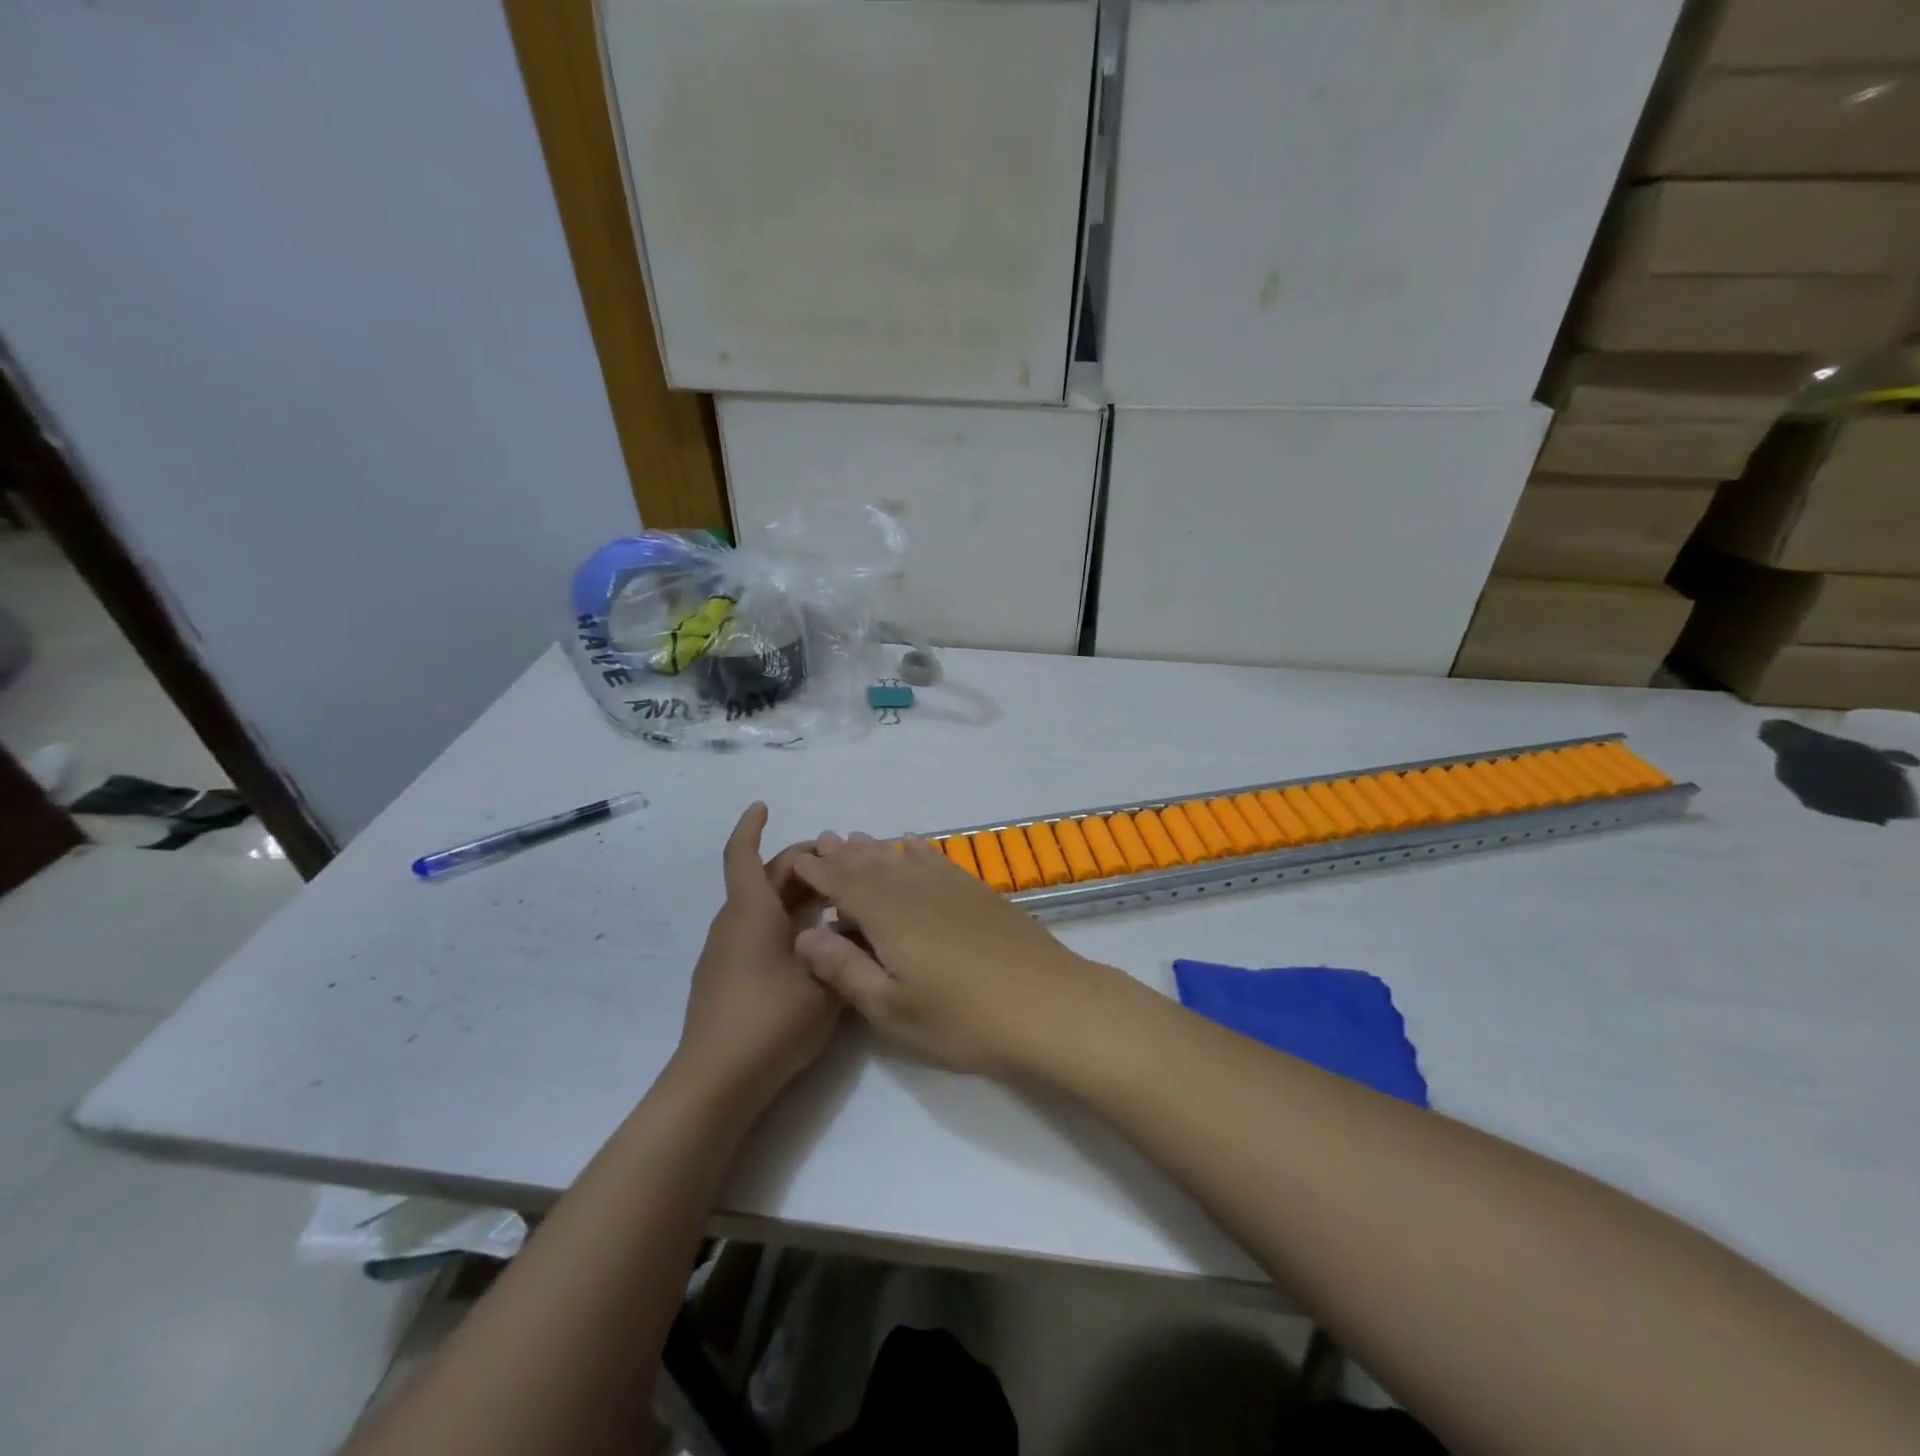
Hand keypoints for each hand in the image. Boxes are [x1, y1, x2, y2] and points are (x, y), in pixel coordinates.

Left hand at [674, 804, 840, 1112]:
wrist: (715, 1083)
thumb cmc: (770, 1022)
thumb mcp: (825, 984)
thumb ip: (845, 949)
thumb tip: (856, 922)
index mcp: (752, 913)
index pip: (743, 856)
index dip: (750, 827)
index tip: (762, 805)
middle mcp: (733, 924)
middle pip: (763, 879)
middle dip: (799, 865)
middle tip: (839, 864)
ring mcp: (724, 952)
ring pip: (760, 906)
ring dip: (794, 894)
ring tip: (835, 899)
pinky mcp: (724, 977)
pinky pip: (755, 931)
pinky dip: (783, 921)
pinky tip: (812, 942)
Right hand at [789, 832, 1117, 1073]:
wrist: (1047, 1004)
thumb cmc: (963, 1018)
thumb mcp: (892, 1008)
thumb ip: (845, 969)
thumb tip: (804, 934)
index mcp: (889, 916)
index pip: (843, 884)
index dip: (818, 872)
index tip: (797, 860)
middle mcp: (916, 889)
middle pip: (872, 864)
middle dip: (844, 854)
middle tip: (822, 840)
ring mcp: (952, 887)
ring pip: (904, 858)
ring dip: (877, 848)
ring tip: (857, 839)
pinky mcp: (979, 892)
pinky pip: (939, 859)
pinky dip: (920, 849)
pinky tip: (913, 843)